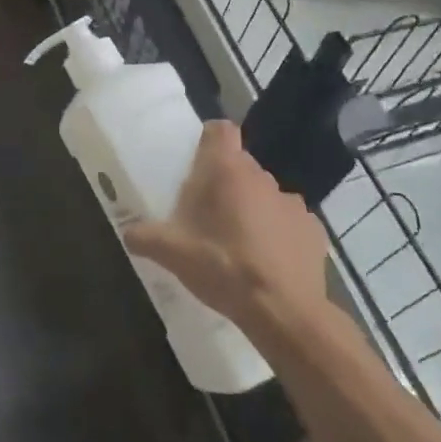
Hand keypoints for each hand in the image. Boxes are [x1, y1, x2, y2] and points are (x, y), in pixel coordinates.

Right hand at [122, 121, 328, 334]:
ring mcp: (292, 203)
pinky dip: (279, 234)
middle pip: (240, 166)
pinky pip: (289, 222)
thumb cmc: (222, 267)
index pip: (221, 130)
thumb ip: (145, 237)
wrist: (282, 311)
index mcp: (227, 171)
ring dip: (253, 209)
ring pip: (265, 195)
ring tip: (239, 243)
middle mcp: (261, 177)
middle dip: (226, 184)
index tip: (198, 163)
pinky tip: (268, 262)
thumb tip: (127, 232)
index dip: (210, 140)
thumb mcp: (172, 254)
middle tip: (208, 216)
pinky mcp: (313, 230)